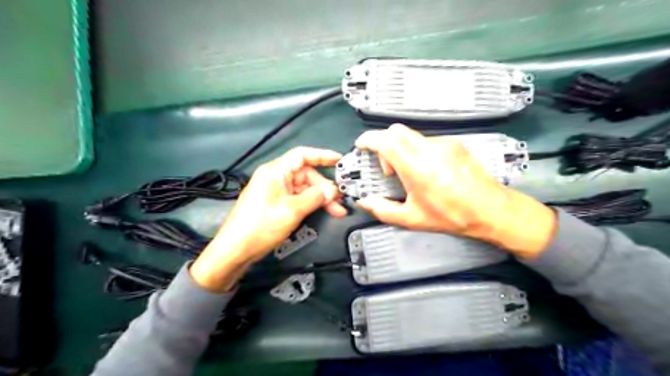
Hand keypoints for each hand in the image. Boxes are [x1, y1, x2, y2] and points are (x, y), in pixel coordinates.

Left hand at [189, 147, 344, 289]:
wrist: (236, 249)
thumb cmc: (260, 226)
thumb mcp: (292, 210)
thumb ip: (314, 197)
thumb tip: (331, 191)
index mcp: (275, 172)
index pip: (302, 155)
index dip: (322, 155)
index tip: (339, 160)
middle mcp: (275, 177)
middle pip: (306, 174)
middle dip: (324, 186)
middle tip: (339, 200)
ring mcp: (275, 191)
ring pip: (304, 188)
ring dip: (320, 198)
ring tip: (336, 210)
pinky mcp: (275, 203)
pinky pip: (298, 198)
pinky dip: (311, 203)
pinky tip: (323, 211)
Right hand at [356, 123, 554, 258]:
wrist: (490, 209)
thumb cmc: (452, 215)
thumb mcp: (412, 218)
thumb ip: (382, 210)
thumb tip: (365, 203)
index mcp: (415, 166)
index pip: (384, 140)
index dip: (368, 140)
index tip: (362, 145)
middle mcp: (429, 149)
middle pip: (396, 131)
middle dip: (383, 144)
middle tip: (387, 167)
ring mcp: (444, 144)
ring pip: (412, 136)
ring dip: (401, 149)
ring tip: (408, 172)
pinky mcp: (454, 144)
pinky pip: (427, 141)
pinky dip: (418, 150)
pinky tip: (426, 170)